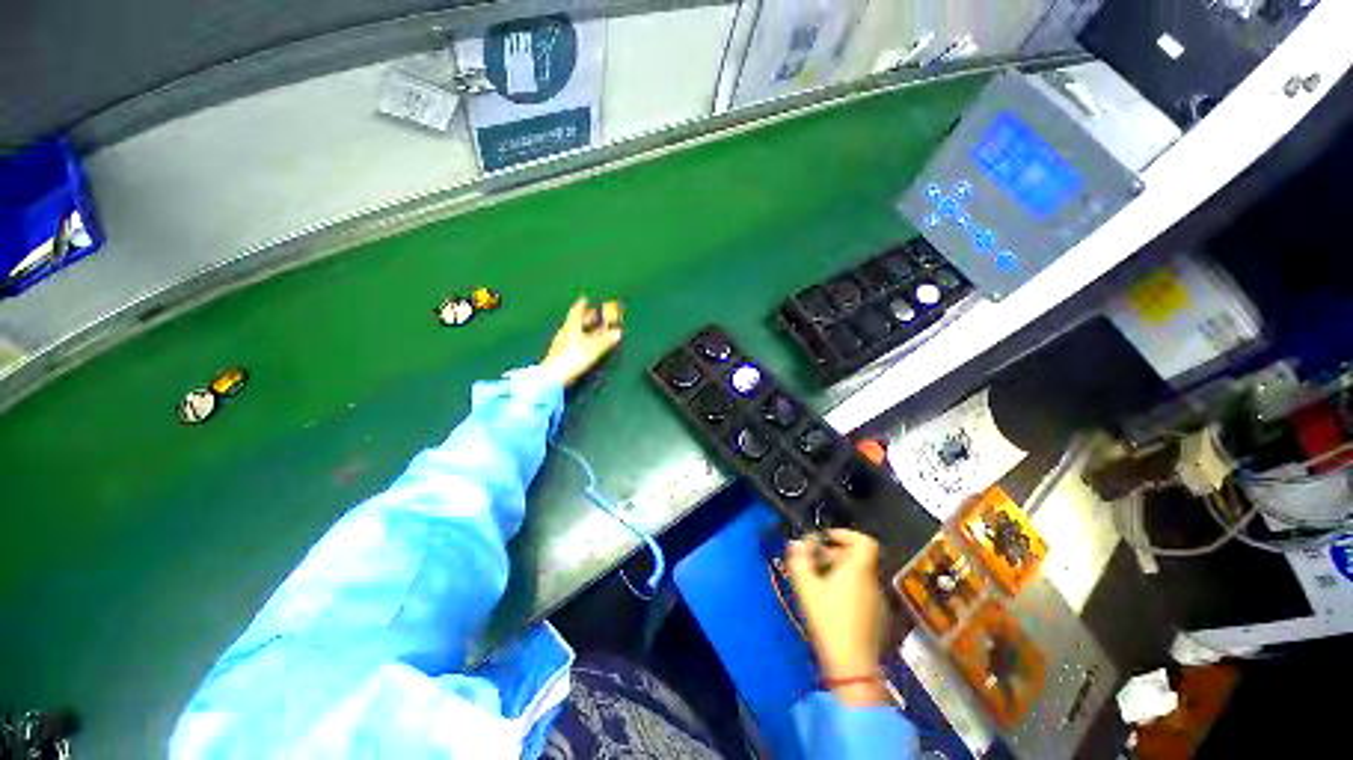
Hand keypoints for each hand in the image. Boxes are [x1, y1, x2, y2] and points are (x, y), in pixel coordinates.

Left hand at [541, 297, 623, 387]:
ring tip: (592, 329)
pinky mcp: (561, 354)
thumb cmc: (574, 357)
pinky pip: (573, 341)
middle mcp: (565, 332)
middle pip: (575, 322)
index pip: (576, 312)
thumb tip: (618, 332)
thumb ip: (606, 340)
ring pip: (574, 332)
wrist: (554, 376)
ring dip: (583, 329)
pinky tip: (584, 344)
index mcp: (571, 326)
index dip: (582, 306)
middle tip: (593, 313)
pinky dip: (580, 339)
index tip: (585, 299)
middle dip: (585, 317)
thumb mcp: (594, 348)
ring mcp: (561, 344)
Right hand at [786, 529, 891, 706]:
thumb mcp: (806, 586)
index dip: (846, 534)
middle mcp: (871, 580)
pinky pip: (863, 591)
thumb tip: (797, 543)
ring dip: (841, 571)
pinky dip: (849, 588)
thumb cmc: (828, 619)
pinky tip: (833, 603)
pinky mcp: (879, 617)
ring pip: (860, 575)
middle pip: (858, 557)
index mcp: (858, 569)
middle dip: (836, 554)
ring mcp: (877, 599)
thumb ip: (799, 559)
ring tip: (821, 582)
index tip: (828, 538)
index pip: (864, 540)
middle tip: (816, 561)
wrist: (852, 665)